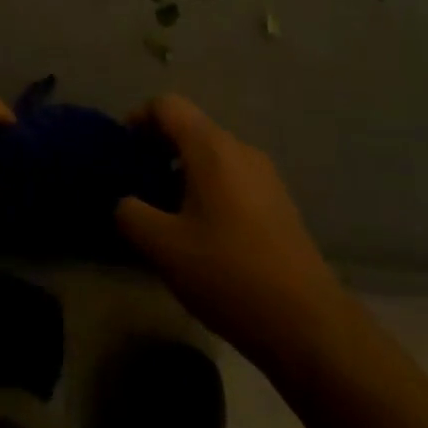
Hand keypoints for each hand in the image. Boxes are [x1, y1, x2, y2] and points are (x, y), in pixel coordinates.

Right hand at [116, 94, 347, 364]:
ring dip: (182, 172)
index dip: (138, 118)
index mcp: (212, 148)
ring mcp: (265, 175)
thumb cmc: (228, 274)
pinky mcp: (278, 202)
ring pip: (212, 155)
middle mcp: (241, 149)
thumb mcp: (163, 247)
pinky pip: (232, 178)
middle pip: (191, 128)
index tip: (121, 151)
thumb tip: (126, 201)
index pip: (167, 106)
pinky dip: (207, 189)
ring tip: (164, 213)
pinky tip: (200, 232)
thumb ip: (131, 214)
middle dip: (158, 148)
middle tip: (136, 185)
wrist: (307, 322)